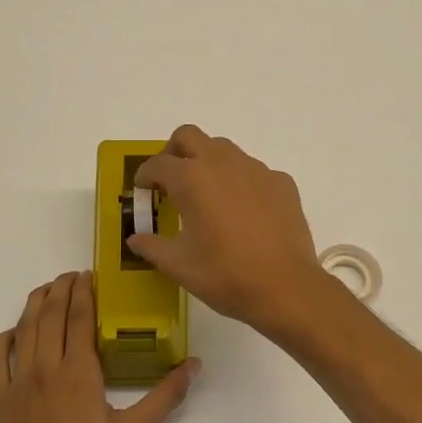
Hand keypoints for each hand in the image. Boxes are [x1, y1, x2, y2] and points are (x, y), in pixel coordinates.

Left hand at [0, 271, 198, 422]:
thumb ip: (165, 397)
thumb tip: (194, 365)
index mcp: (78, 373)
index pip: (79, 317)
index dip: (84, 291)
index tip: (90, 274)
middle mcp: (44, 369)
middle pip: (50, 315)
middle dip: (61, 289)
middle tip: (72, 276)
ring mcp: (17, 384)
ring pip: (23, 330)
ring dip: (35, 304)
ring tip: (47, 290)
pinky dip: (6, 338)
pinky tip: (15, 333)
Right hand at [131, 126, 326, 335]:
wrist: (285, 287)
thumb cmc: (224, 274)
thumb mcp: (178, 265)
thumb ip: (152, 246)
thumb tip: (135, 239)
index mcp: (191, 179)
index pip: (157, 164)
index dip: (144, 175)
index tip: (143, 190)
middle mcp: (223, 163)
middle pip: (189, 136)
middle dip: (173, 151)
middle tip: (170, 179)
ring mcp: (256, 170)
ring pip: (224, 149)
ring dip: (208, 162)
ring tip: (207, 195)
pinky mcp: (281, 183)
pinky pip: (253, 171)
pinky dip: (240, 181)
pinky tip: (243, 211)